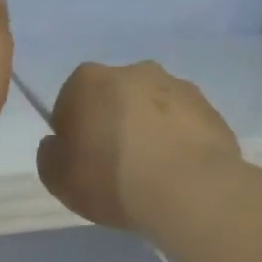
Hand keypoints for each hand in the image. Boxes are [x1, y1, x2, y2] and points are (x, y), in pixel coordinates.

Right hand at [36, 61, 240, 232]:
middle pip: (113, 99)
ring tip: (150, 173)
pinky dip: (176, 142)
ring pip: (151, 109)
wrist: (190, 190)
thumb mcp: (56, 178)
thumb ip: (49, 155)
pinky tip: (175, 174)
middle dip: (111, 124)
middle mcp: (133, 71)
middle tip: (114, 165)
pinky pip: (182, 125)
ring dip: (147, 131)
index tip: (80, 160)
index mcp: (88, 80)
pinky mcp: (211, 110)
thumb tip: (58, 144)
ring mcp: (178, 87)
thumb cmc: (111, 177)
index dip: (72, 132)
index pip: (69, 101)